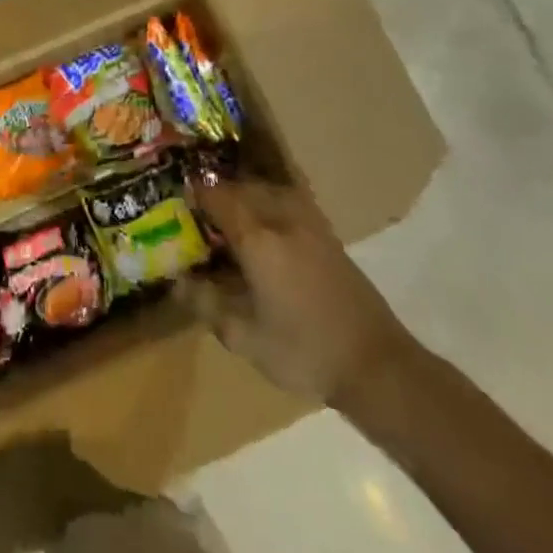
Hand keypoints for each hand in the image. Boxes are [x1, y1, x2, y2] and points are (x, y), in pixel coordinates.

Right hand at [178, 174, 416, 408]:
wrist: (376, 364)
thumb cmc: (303, 352)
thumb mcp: (243, 337)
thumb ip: (205, 303)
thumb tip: (177, 281)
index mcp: (258, 239)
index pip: (217, 198)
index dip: (194, 195)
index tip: (177, 201)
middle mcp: (282, 220)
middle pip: (242, 188)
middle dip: (217, 194)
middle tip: (198, 212)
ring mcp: (310, 224)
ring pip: (268, 191)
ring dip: (244, 195)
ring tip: (228, 217)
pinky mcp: (328, 235)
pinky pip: (289, 202)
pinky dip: (268, 204)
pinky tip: (264, 229)